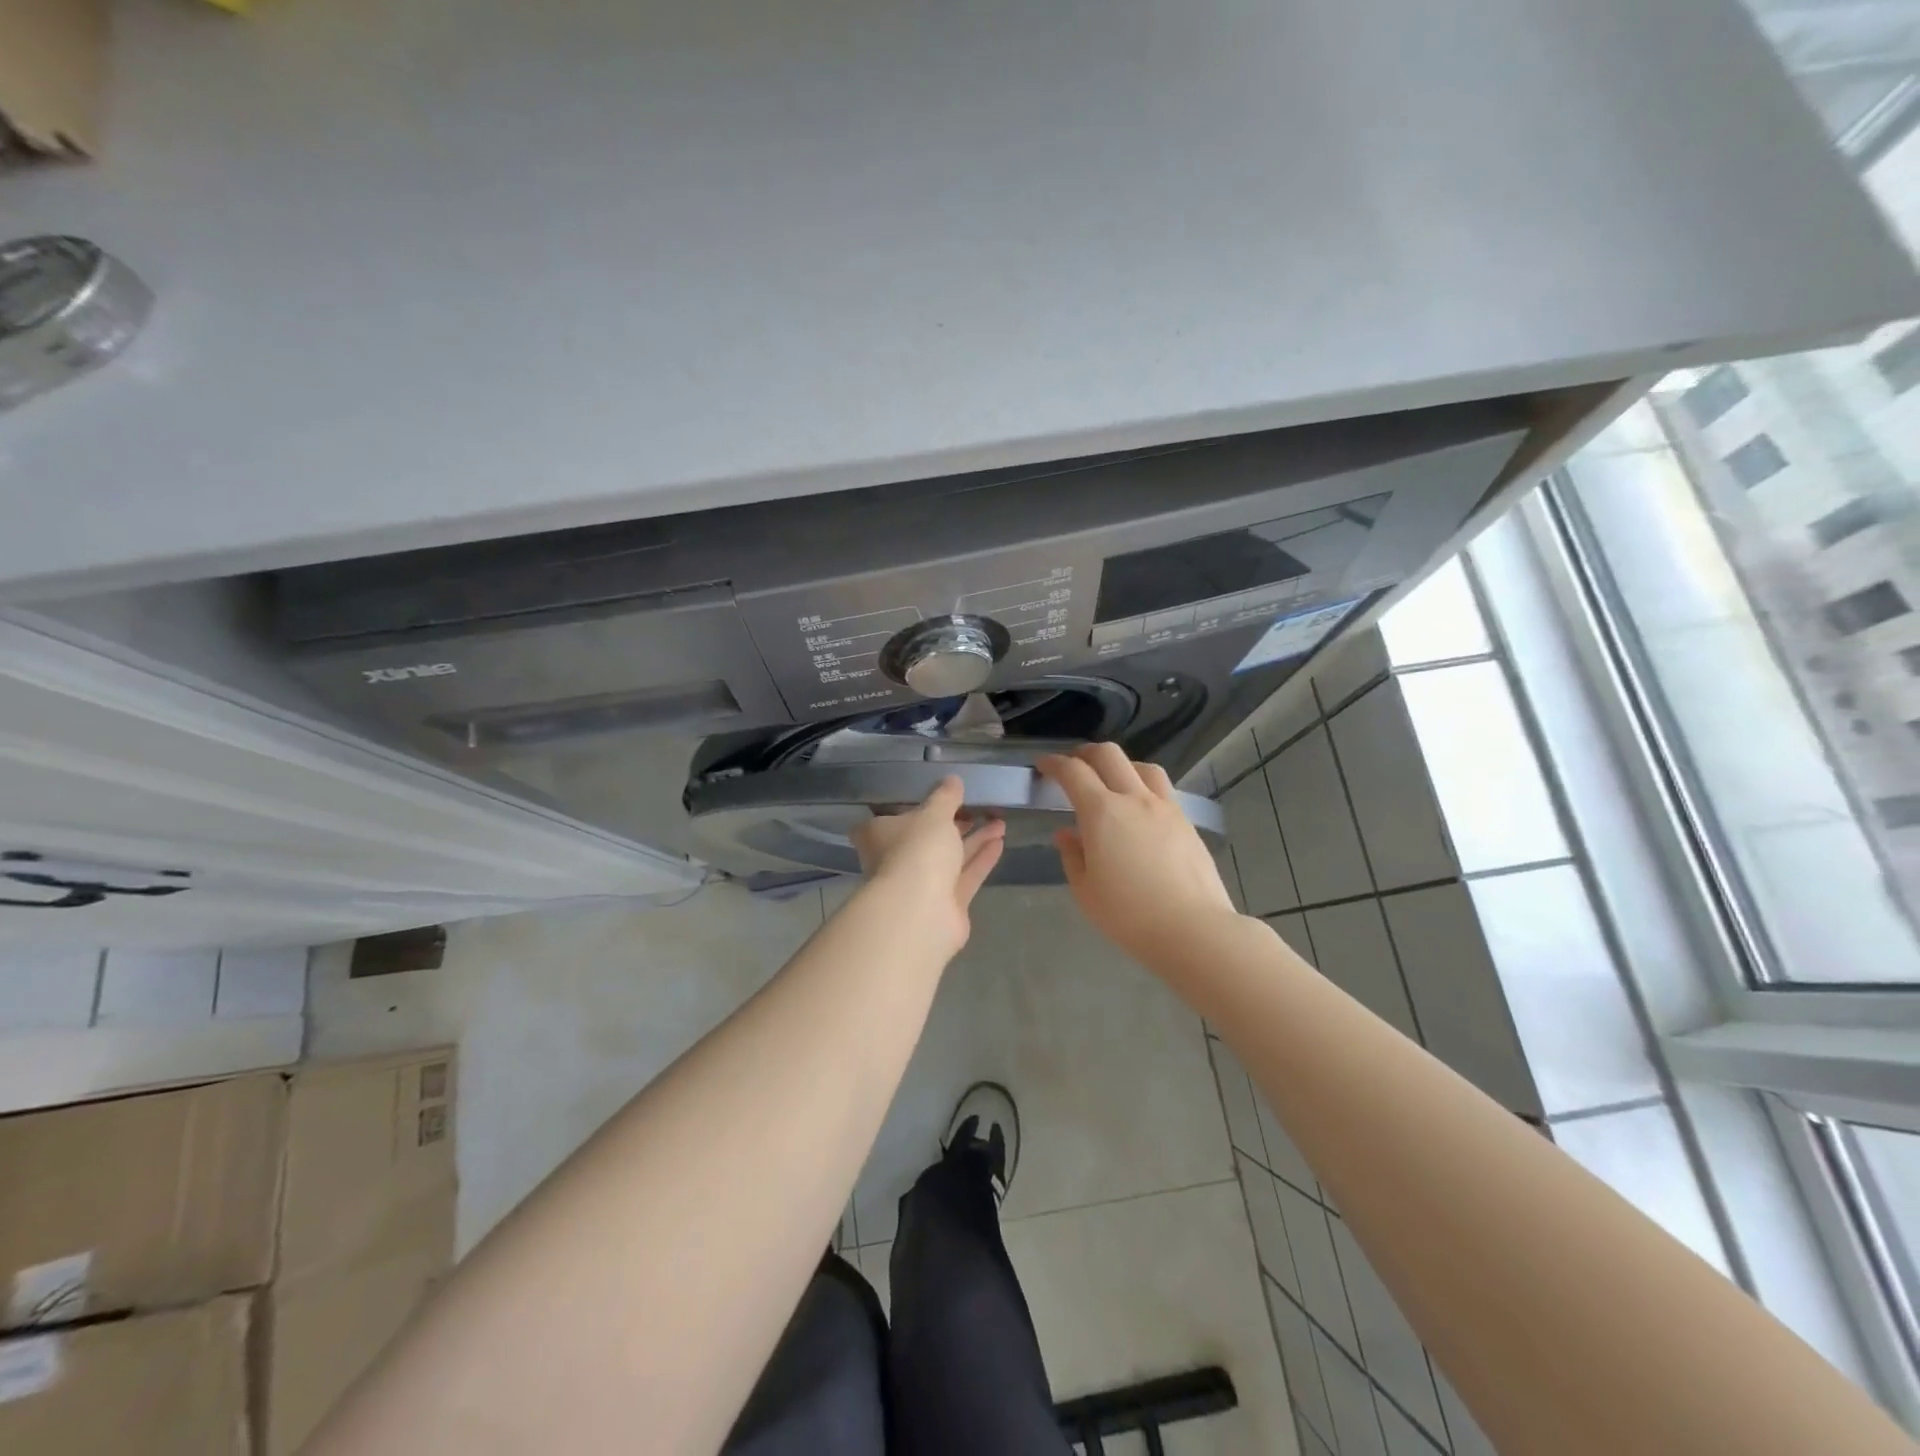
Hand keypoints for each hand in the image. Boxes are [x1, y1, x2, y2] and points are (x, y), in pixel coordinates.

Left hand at [851, 776, 1006, 953]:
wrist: (920, 912)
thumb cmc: (917, 851)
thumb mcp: (934, 814)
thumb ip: (945, 797)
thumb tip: (953, 780)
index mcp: (879, 835)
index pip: (891, 818)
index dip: (913, 808)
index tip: (937, 798)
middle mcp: (896, 861)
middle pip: (925, 839)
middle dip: (953, 823)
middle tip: (978, 808)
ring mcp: (920, 886)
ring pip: (949, 858)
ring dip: (974, 840)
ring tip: (1000, 822)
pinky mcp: (945, 905)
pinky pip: (965, 876)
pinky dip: (980, 859)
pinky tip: (1000, 842)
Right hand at [1037, 744, 1238, 966]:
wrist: (1193, 930)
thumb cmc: (1130, 915)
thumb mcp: (1086, 891)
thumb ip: (1072, 856)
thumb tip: (1067, 834)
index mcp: (1102, 813)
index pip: (1073, 772)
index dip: (1054, 764)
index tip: (1043, 765)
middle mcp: (1134, 799)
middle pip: (1109, 755)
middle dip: (1085, 753)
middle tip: (1073, 765)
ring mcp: (1165, 808)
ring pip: (1141, 766)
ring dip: (1120, 765)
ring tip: (1111, 781)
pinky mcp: (1186, 822)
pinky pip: (1161, 789)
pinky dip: (1143, 786)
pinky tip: (1140, 809)